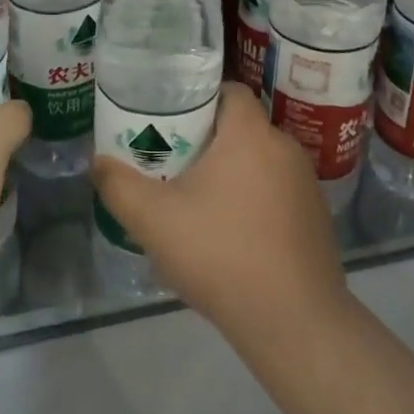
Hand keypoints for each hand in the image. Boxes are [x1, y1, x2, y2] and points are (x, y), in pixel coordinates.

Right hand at [90, 83, 350, 352]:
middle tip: (175, 164)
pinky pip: (279, 193)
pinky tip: (234, 237)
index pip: (229, 91)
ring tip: (199, 203)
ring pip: (260, 163)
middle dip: (209, 142)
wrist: (293, 322)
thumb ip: (119, 186)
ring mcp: (306, 184)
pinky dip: (256, 202)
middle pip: (241, 128)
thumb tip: (97, 161)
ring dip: (233, 174)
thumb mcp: (154, 220)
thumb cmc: (221, 254)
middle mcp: (285, 147)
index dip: (199, 99)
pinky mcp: (317, 218)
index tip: (171, 120)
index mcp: (250, 134)